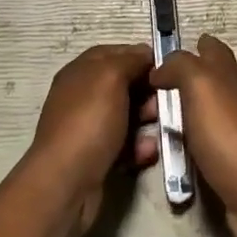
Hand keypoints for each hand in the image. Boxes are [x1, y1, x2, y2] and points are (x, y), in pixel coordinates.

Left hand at [27, 43, 157, 235]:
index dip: (140, 56)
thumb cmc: (89, 122)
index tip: (166, 66)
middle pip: (124, 85)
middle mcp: (83, 97)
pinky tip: (149, 151)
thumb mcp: (111, 77)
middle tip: (169, 99)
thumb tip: (145, 54)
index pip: (115, 53)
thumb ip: (130, 60)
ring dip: (149, 119)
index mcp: (81, 72)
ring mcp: (90, 128)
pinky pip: (125, 144)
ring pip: (128, 116)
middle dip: (149, 90)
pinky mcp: (98, 156)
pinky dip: (140, 146)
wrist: (66, 183)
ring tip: (165, 126)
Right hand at [151, 34, 236, 236]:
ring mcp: (234, 130)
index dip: (195, 46)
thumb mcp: (200, 84)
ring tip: (156, 114)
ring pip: (209, 110)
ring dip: (187, 109)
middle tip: (157, 83)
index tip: (167, 51)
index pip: (214, 50)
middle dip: (190, 75)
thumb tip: (160, 69)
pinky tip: (173, 146)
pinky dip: (189, 140)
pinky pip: (204, 142)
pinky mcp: (229, 161)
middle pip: (215, 78)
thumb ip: (180, 66)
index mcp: (228, 74)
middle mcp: (235, 97)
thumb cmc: (227, 133)